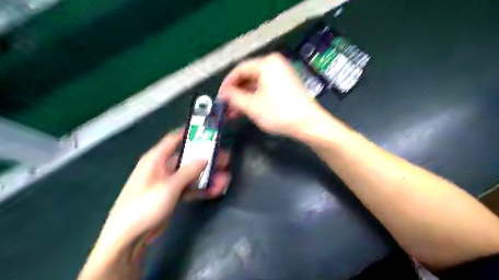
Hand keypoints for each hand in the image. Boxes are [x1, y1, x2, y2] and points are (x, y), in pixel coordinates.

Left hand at [79, 130, 230, 279]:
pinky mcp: (172, 195)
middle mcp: (163, 167)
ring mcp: (168, 182)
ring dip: (208, 175)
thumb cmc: (144, 207)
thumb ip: (188, 171)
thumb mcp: (168, 187)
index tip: (209, 131)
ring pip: (192, 174)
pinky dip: (202, 188)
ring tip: (226, 177)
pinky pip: (190, 187)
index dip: (191, 133)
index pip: (175, 139)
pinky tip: (217, 190)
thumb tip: (205, 158)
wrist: (128, 239)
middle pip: (188, 158)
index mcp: (156, 159)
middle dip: (207, 158)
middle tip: (225, 158)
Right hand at [220, 52, 325, 137]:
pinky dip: (255, 99)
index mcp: (267, 64)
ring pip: (256, 85)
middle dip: (236, 93)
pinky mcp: (286, 87)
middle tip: (226, 107)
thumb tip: (224, 93)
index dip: (227, 84)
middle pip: (248, 77)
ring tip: (234, 113)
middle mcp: (275, 65)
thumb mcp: (252, 106)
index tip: (220, 97)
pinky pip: (265, 90)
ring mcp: (282, 76)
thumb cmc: (279, 112)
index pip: (240, 69)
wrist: (308, 124)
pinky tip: (247, 111)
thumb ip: (234, 97)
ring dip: (244, 99)